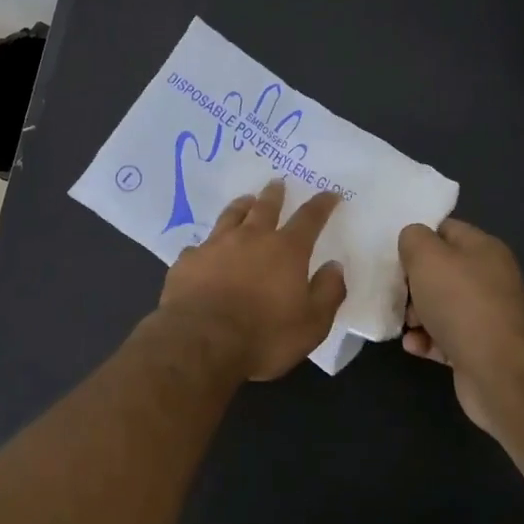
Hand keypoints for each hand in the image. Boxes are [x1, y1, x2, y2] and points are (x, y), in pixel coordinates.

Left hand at [160, 180, 346, 381]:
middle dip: (275, 194)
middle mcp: (251, 238)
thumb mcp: (312, 324)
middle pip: (265, 206)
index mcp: (286, 250)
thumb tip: (334, 266)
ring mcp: (215, 245)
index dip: (322, 205)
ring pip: (231, 215)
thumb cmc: (263, 336)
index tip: (330, 194)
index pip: (309, 218)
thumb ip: (327, 292)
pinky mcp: (188, 260)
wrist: (200, 341)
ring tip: (245, 199)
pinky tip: (205, 249)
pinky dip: (208, 245)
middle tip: (278, 182)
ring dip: (241, 205)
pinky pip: (200, 245)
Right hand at [398, 218, 523, 434]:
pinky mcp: (479, 347)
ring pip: (439, 305)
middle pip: (440, 271)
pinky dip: (427, 340)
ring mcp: (486, 315)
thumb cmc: (459, 302)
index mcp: (484, 249)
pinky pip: (445, 336)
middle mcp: (489, 278)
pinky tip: (415, 346)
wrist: (497, 369)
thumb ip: (413, 239)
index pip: (445, 230)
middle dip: (413, 283)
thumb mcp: (426, 256)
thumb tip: (413, 245)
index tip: (397, 256)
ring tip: (408, 325)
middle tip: (399, 294)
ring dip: (416, 315)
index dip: (418, 240)